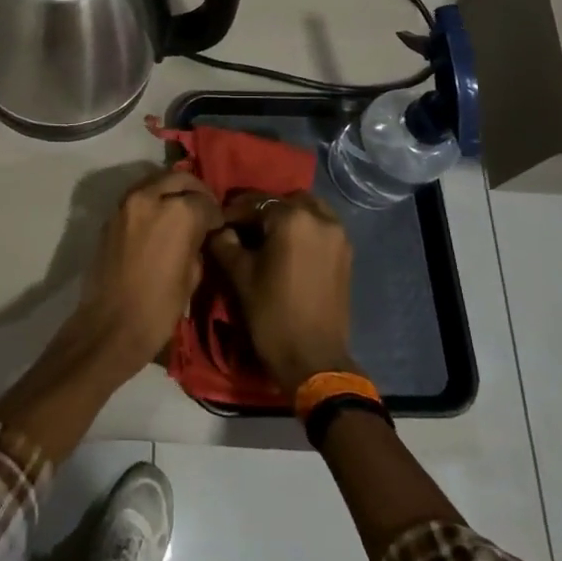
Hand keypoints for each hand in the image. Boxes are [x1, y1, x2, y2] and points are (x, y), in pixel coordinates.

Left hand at [72, 169, 220, 374]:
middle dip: (195, 191)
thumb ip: (198, 243)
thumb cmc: (159, 307)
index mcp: (179, 212)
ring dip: (171, 190)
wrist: (111, 324)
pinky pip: (138, 197)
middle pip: (180, 178)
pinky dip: (152, 200)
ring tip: (181, 210)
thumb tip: (199, 233)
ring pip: (156, 181)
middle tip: (203, 210)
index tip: (218, 226)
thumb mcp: (193, 275)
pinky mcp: (111, 215)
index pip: (206, 201)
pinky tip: (159, 220)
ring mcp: (127, 203)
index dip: (216, 215)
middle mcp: (151, 196)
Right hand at [207, 192, 355, 394]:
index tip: (216, 223)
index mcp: (292, 218)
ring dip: (285, 217)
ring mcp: (338, 235)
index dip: (232, 213)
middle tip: (242, 229)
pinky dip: (303, 229)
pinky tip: (285, 249)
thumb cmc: (271, 314)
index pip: (254, 202)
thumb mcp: (239, 275)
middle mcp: (320, 218)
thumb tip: (219, 229)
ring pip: (307, 210)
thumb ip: (224, 242)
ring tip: (265, 238)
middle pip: (284, 200)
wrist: (313, 360)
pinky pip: (320, 227)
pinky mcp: (345, 253)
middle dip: (262, 210)